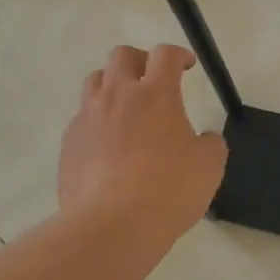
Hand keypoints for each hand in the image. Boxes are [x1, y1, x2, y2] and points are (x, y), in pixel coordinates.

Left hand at [58, 45, 227, 247]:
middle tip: (152, 78)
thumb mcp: (209, 166)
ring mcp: (87, 118)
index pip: (165, 55)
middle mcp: (117, 96)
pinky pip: (82, 119)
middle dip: (140, 60)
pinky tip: (107, 145)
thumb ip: (209, 143)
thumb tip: (203, 138)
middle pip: (121, 56)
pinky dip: (97, 121)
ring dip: (112, 85)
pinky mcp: (69, 143)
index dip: (178, 54)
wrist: (112, 225)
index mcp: (155, 95)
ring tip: (125, 107)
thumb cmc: (169, 190)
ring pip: (94, 81)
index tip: (186, 66)